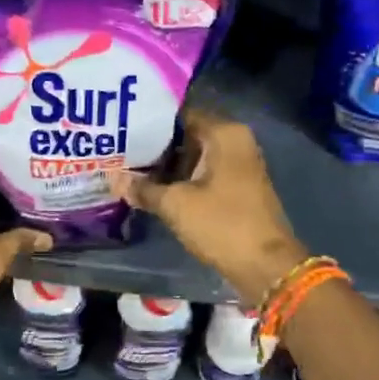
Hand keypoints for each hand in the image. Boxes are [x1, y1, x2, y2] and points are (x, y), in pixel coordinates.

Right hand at [110, 110, 306, 304]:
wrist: (265, 266)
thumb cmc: (222, 224)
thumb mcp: (175, 205)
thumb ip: (143, 188)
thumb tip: (112, 178)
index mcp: (224, 134)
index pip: (180, 113)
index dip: (149, 122)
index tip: (120, 128)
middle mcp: (234, 142)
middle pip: (186, 134)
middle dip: (153, 146)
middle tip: (117, 150)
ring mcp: (238, 165)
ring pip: (192, 156)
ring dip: (164, 166)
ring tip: (127, 168)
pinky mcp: (236, 188)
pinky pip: (201, 174)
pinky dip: (180, 180)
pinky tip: (151, 188)